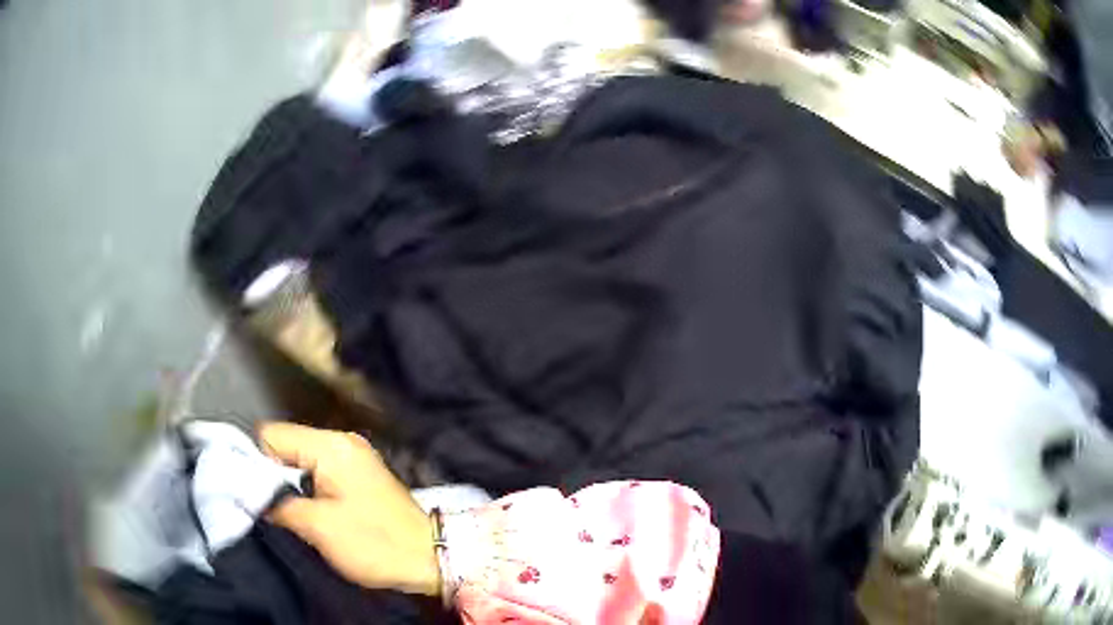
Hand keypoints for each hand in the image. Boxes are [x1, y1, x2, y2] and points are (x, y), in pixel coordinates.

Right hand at [259, 422, 440, 595]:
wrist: (429, 559)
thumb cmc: (374, 543)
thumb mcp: (317, 526)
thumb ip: (278, 504)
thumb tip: (252, 495)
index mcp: (330, 446)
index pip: (272, 435)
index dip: (256, 462)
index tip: (254, 493)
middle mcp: (341, 442)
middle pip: (286, 445)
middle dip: (273, 475)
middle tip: (271, 508)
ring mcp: (353, 457)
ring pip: (300, 461)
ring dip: (290, 485)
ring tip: (290, 513)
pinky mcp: (359, 476)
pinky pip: (318, 472)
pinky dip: (308, 489)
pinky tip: (310, 512)